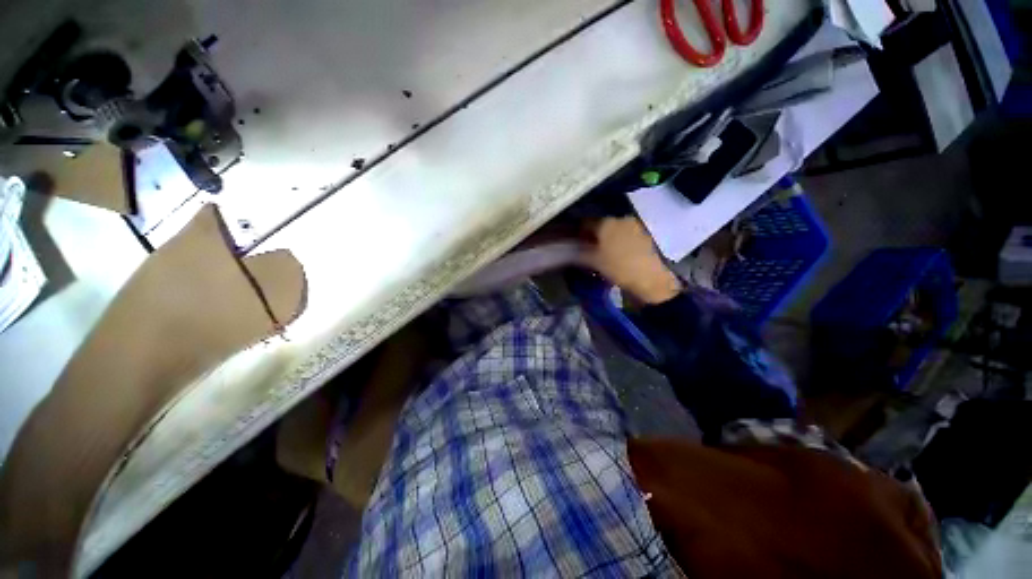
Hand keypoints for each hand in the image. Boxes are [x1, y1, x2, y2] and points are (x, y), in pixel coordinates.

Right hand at [578, 217, 681, 304]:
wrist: (649, 279)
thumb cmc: (617, 268)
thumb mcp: (593, 262)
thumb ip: (578, 252)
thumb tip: (569, 247)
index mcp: (605, 223)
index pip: (585, 222)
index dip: (577, 232)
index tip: (574, 242)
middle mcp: (619, 219)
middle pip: (600, 224)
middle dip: (592, 234)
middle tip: (587, 247)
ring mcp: (633, 225)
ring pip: (613, 228)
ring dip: (606, 237)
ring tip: (602, 251)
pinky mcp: (643, 233)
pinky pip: (624, 233)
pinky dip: (618, 239)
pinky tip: (616, 252)